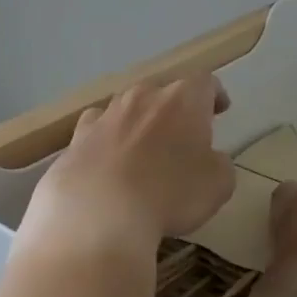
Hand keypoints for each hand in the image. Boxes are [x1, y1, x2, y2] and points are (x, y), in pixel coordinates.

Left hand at [19, 73, 235, 269]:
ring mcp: (106, 115)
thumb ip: (219, 164)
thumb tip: (210, 159)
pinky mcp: (76, 138)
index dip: (214, 94)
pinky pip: (96, 130)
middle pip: (164, 92)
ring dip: (139, 122)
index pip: (204, 82)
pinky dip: (106, 140)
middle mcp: (143, 97)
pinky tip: (107, 160)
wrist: (98, 214)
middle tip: (184, 134)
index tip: (220, 109)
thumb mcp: (218, 185)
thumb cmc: (170, 194)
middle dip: (175, 109)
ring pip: (128, 107)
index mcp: (183, 100)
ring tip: (144, 149)